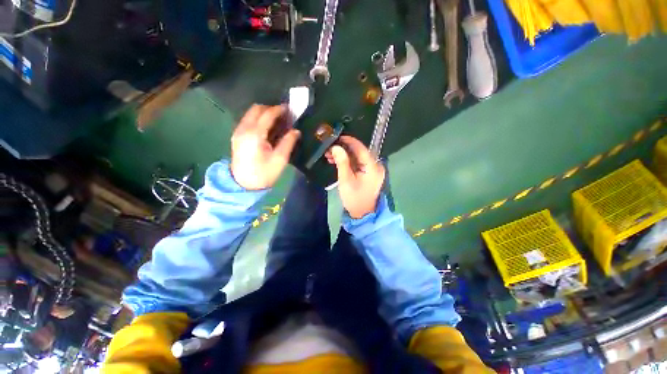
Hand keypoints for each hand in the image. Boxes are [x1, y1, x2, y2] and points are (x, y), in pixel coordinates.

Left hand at [231, 105, 300, 189]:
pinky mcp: (236, 136)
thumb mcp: (280, 159)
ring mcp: (238, 132)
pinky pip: (247, 121)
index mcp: (255, 134)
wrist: (243, 185)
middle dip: (270, 109)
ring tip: (277, 122)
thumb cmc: (264, 173)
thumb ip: (288, 142)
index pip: (267, 114)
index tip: (289, 110)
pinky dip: (258, 119)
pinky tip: (267, 129)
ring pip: (250, 114)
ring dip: (264, 113)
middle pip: (256, 109)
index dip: (279, 110)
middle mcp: (244, 128)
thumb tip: (296, 131)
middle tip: (283, 116)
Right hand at [326, 136, 385, 218]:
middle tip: (329, 149)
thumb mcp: (346, 180)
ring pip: (357, 157)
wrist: (362, 214)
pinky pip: (358, 163)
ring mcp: (373, 169)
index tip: (336, 138)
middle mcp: (375, 165)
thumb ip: (342, 162)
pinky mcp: (369, 173)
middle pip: (359, 151)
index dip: (348, 141)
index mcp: (372, 166)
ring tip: (330, 156)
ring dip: (344, 155)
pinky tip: (337, 162)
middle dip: (343, 149)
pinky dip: (348, 162)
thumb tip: (336, 147)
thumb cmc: (354, 198)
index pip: (360, 148)